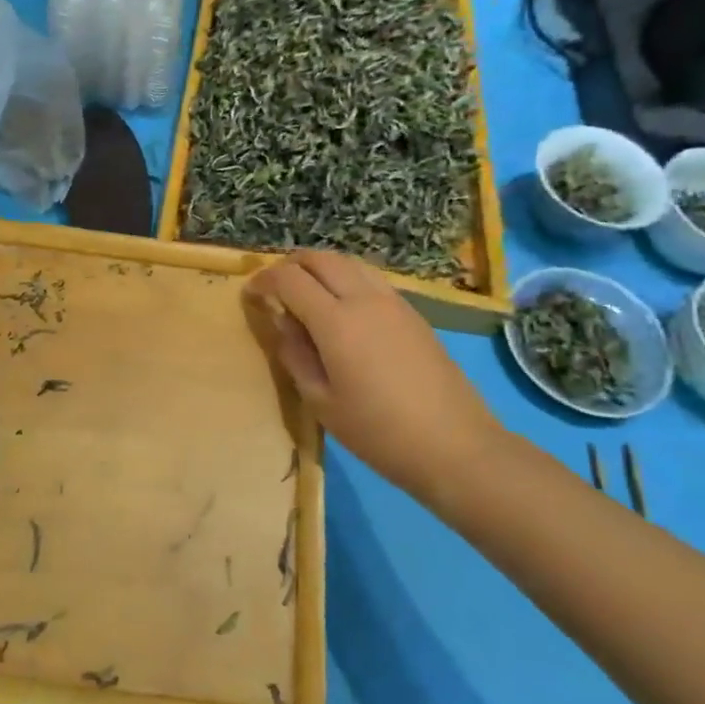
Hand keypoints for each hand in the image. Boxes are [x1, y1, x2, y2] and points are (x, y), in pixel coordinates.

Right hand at [245, 251, 502, 498]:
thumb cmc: (378, 432)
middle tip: (274, 289)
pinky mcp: (412, 312)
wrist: (454, 445)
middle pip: (320, 258)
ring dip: (320, 267)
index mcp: (336, 321)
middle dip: (290, 265)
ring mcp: (393, 301)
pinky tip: (342, 308)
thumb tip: (282, 322)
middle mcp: (364, 298)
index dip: (263, 280)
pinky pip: (370, 278)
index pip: (289, 279)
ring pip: (348, 262)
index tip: (250, 296)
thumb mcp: (322, 402)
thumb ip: (295, 355)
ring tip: (306, 293)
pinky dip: (346, 278)